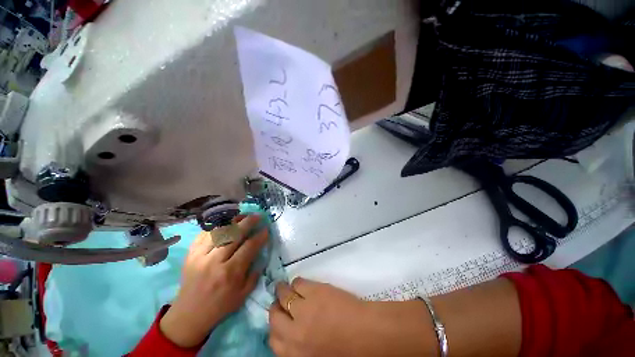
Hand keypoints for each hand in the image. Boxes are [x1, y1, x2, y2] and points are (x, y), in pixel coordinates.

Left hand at [160, 215, 267, 347]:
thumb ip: (255, 272)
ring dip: (233, 221)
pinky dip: (216, 227)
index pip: (249, 247)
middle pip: (234, 234)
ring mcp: (200, 256)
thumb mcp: (243, 294)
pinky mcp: (190, 254)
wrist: (189, 315)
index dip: (260, 236)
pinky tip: (224, 225)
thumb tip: (261, 253)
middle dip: (248, 222)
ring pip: (219, 231)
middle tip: (257, 216)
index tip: (266, 229)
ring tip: (242, 217)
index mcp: (230, 273)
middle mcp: (215, 261)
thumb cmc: (220, 306)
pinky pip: (204, 234)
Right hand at [269, 278, 431, 356]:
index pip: (273, 340)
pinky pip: (298, 283)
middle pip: (274, 317)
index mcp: (295, 354)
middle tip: (280, 301)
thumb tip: (291, 336)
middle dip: (275, 308)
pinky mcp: (314, 292)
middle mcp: (294, 333)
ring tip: (285, 288)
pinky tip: (300, 284)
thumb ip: (300, 349)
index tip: (280, 320)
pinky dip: (296, 283)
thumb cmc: (346, 352)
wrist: (366, 335)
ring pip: (284, 296)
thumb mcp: (316, 356)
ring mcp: (303, 310)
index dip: (275, 327)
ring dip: (282, 292)